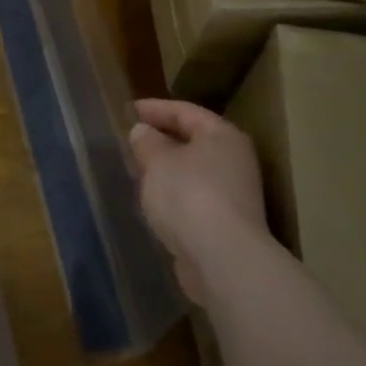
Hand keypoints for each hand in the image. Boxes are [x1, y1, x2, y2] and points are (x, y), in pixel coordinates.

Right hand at [128, 98, 269, 304]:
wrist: (222, 258)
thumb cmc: (189, 195)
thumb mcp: (158, 162)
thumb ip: (147, 142)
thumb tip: (143, 131)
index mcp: (222, 135)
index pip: (186, 111)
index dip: (156, 108)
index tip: (130, 109)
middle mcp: (234, 160)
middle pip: (195, 140)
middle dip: (163, 138)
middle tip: (134, 138)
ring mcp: (234, 194)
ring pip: (194, 171)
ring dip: (168, 169)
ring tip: (139, 169)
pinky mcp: (226, 223)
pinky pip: (195, 197)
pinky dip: (175, 194)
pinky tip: (155, 201)